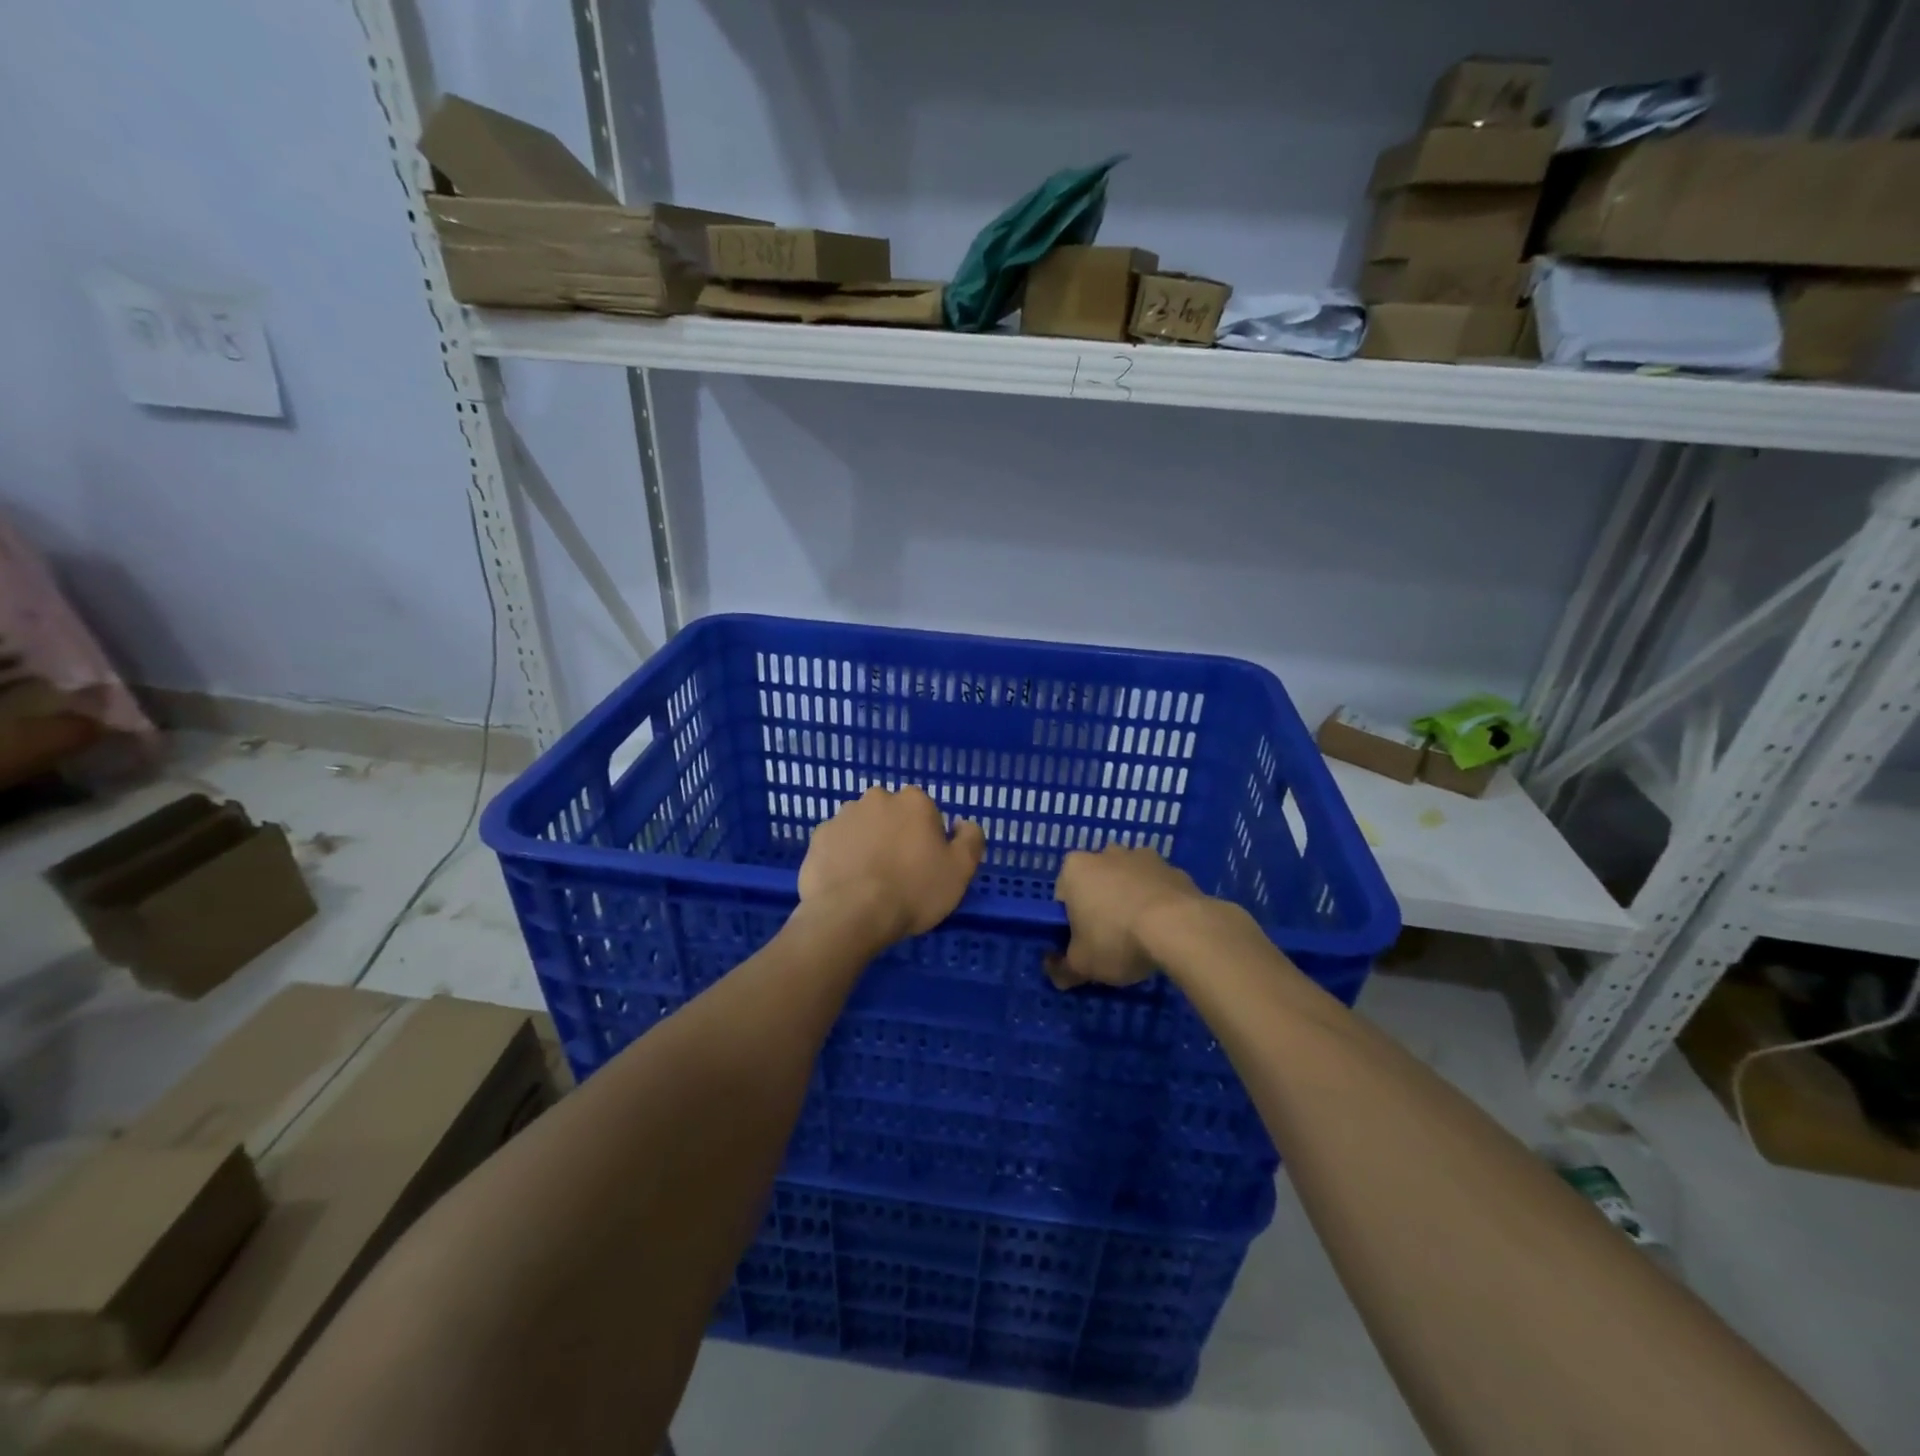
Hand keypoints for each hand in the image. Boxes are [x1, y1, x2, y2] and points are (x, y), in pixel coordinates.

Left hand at [798, 786, 984, 949]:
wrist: (850, 914)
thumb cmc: (913, 891)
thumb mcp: (960, 870)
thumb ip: (971, 839)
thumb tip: (962, 823)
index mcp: (914, 801)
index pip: (927, 813)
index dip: (929, 840)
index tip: (926, 866)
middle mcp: (877, 798)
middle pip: (893, 816)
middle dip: (896, 836)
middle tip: (899, 874)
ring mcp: (844, 815)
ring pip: (864, 827)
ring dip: (868, 844)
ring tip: (870, 882)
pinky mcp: (819, 837)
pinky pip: (838, 844)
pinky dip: (843, 857)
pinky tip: (847, 883)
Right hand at [1050, 845, 1210, 988]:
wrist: (1180, 928)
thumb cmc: (1117, 939)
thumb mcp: (1081, 964)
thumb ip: (1063, 968)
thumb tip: (1058, 975)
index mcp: (1075, 868)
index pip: (1063, 895)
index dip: (1070, 922)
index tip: (1082, 944)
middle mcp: (1106, 853)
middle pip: (1096, 884)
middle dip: (1100, 907)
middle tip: (1109, 942)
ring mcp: (1143, 857)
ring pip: (1128, 882)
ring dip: (1130, 902)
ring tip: (1141, 938)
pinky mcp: (1173, 868)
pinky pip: (1157, 888)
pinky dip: (1157, 904)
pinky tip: (1165, 932)